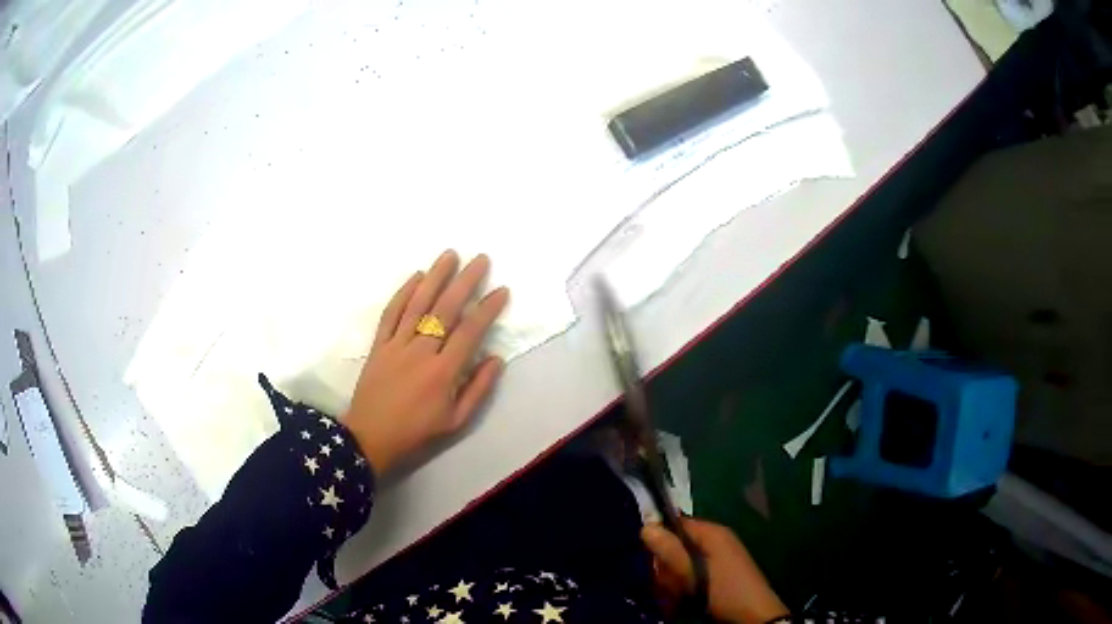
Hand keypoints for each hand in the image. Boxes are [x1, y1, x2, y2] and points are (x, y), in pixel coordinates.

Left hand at [342, 250, 508, 475]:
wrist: (371, 437)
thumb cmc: (417, 432)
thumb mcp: (456, 420)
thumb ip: (478, 388)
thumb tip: (496, 358)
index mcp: (443, 372)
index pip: (469, 332)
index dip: (487, 309)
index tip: (501, 290)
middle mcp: (421, 351)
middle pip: (445, 309)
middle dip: (465, 281)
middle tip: (481, 259)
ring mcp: (397, 345)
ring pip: (418, 304)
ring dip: (435, 277)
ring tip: (450, 255)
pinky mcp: (379, 344)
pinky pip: (391, 313)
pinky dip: (403, 292)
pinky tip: (416, 276)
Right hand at [641, 518, 788, 623]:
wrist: (754, 616)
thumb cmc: (725, 590)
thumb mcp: (694, 573)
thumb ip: (670, 551)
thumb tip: (646, 526)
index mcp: (713, 533)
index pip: (677, 522)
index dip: (660, 538)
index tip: (651, 558)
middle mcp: (715, 541)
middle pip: (677, 545)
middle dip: (667, 566)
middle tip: (669, 583)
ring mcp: (718, 558)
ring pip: (681, 564)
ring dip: (673, 581)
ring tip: (677, 595)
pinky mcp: (717, 575)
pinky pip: (691, 575)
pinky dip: (683, 587)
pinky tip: (683, 600)